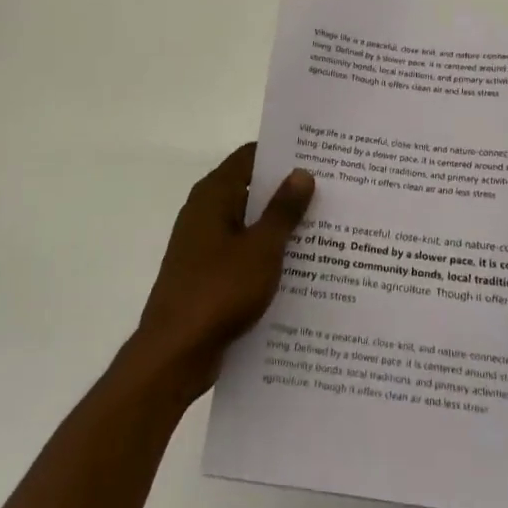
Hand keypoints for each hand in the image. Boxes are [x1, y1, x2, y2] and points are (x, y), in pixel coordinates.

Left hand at [130, 143, 314, 400]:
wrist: (175, 354)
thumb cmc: (218, 291)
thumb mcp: (261, 248)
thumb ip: (283, 210)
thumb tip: (301, 172)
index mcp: (213, 195)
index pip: (250, 156)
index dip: (282, 153)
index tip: (318, 156)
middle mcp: (205, 212)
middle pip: (250, 188)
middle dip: (287, 190)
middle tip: (332, 191)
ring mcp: (204, 244)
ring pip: (249, 224)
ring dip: (280, 226)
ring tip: (326, 227)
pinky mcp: (207, 274)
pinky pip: (243, 252)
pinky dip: (267, 254)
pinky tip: (301, 267)